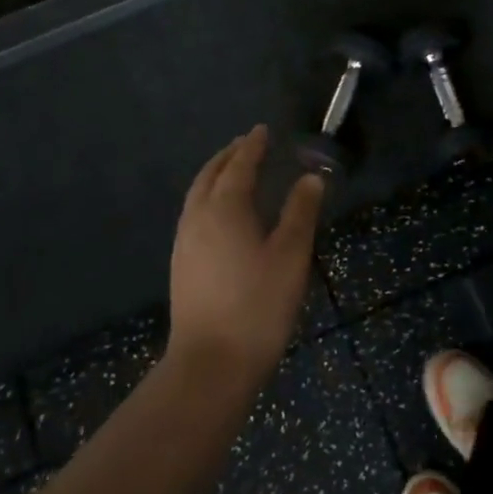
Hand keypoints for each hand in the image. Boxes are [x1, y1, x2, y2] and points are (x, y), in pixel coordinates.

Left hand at [167, 126, 324, 387]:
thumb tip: (311, 178)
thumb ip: (300, 212)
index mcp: (225, 208)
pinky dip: (208, 198)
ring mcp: (184, 242)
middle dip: (229, 156)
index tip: (262, 130)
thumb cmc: (258, 305)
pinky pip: (193, 214)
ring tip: (232, 171)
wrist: (211, 363)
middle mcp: (198, 218)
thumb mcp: (291, 256)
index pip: (239, 166)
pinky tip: (220, 214)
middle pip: (210, 175)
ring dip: (215, 176)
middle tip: (247, 144)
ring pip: (197, 195)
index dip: (252, 146)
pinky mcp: (181, 264)